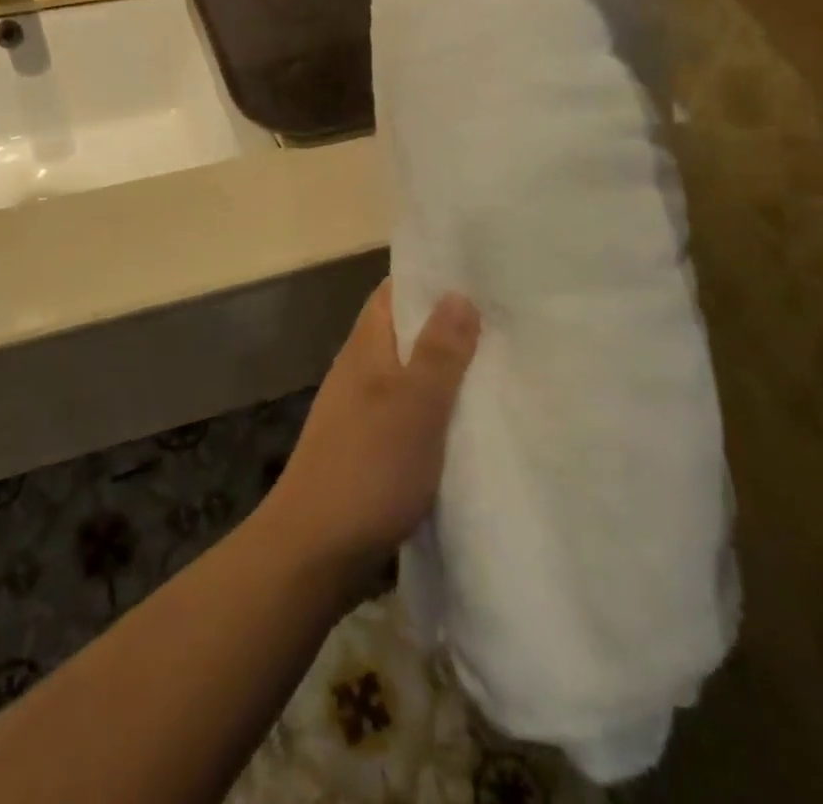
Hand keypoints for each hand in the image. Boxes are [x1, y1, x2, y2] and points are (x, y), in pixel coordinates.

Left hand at [265, 282, 478, 587]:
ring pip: (410, 373)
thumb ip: (438, 352)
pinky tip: (471, 420)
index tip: (479, 272)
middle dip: (449, 324)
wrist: (316, 549)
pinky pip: (410, 411)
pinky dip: (438, 409)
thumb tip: (457, 292)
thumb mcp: (414, 405)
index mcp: (366, 345)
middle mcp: (361, 368)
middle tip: (506, 319)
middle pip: (405, 331)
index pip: (395, 291)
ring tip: (500, 364)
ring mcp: (362, 408)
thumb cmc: (369, 467)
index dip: (431, 277)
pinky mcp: (370, 446)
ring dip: (446, 369)